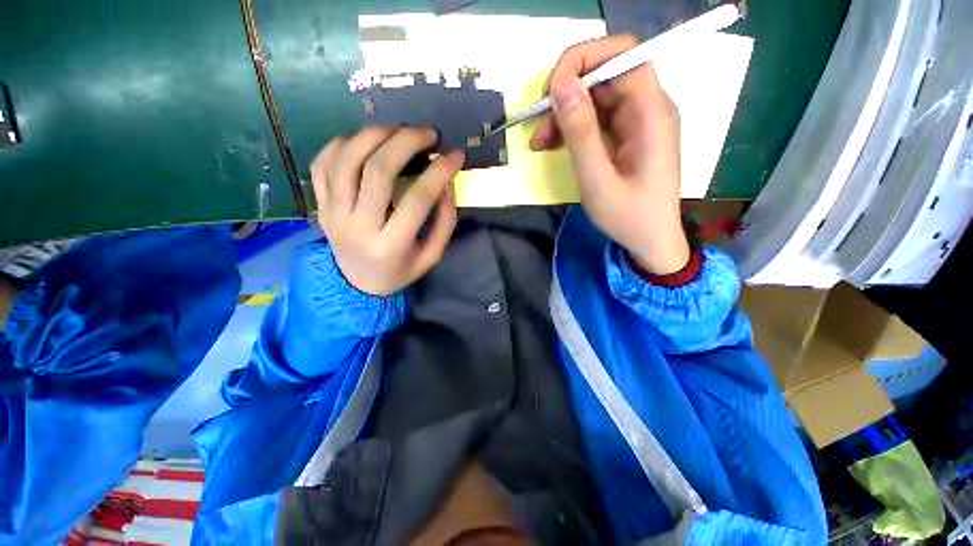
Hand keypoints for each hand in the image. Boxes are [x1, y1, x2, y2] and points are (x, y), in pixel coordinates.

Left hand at [311, 126, 463, 295]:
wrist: (356, 283)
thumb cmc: (399, 270)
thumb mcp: (431, 256)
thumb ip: (444, 223)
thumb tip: (446, 184)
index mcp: (390, 245)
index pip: (418, 199)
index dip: (440, 172)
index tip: (456, 155)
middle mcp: (357, 226)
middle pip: (378, 170)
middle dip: (406, 142)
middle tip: (427, 134)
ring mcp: (332, 212)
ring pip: (347, 159)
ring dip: (375, 135)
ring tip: (397, 130)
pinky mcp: (319, 204)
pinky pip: (323, 163)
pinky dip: (343, 144)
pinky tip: (364, 143)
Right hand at [530, 34, 689, 274]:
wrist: (650, 241)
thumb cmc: (628, 217)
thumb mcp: (597, 180)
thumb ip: (580, 132)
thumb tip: (560, 84)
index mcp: (651, 112)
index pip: (622, 54)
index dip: (583, 59)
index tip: (550, 89)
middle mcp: (647, 108)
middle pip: (604, 75)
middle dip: (565, 94)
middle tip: (537, 126)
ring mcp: (636, 121)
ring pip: (594, 97)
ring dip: (562, 114)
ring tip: (539, 142)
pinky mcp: (625, 135)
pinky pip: (595, 118)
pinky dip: (571, 128)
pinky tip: (552, 144)